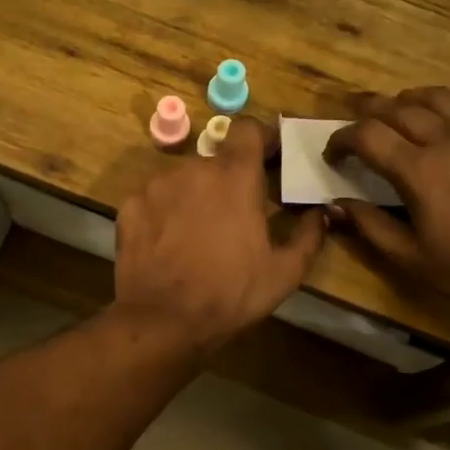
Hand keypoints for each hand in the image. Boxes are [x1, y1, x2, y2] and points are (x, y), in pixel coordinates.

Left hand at [115, 117, 327, 355]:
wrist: (162, 321)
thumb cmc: (230, 294)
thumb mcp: (284, 273)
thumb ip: (309, 235)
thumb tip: (320, 213)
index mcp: (234, 176)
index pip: (248, 128)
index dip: (261, 139)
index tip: (269, 159)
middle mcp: (193, 169)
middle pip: (216, 160)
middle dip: (228, 181)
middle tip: (236, 215)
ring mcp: (155, 186)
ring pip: (183, 180)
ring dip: (195, 196)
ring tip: (198, 235)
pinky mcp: (129, 206)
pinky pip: (154, 200)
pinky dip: (164, 213)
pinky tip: (168, 244)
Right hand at [325, 88, 449, 324]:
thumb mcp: (413, 260)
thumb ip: (371, 227)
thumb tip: (336, 204)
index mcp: (419, 171)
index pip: (367, 135)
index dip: (342, 138)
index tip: (333, 154)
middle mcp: (448, 139)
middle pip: (398, 107)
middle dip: (368, 110)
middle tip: (354, 120)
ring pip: (437, 96)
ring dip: (408, 99)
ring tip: (397, 109)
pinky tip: (449, 123)